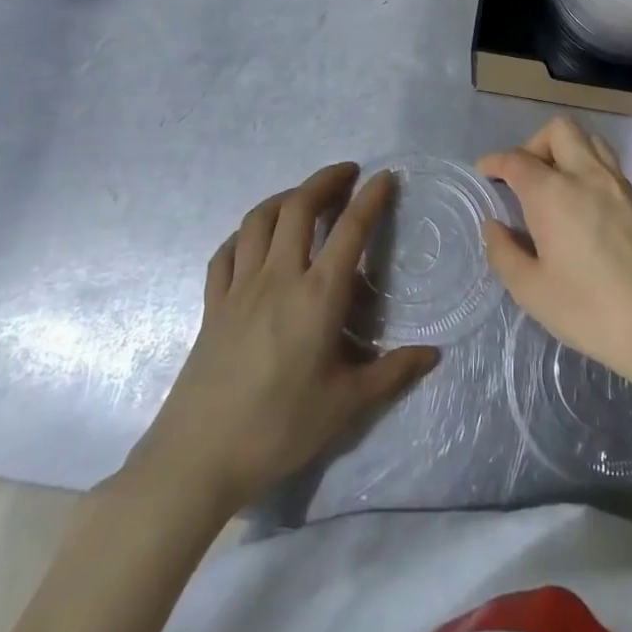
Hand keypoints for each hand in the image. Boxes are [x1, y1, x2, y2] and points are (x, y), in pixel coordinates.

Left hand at [118, 163, 437, 528]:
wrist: (197, 459)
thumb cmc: (279, 428)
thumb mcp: (346, 405)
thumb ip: (392, 373)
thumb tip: (433, 354)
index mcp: (318, 296)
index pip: (350, 230)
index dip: (371, 198)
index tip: (385, 177)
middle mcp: (279, 278)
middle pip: (299, 207)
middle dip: (325, 181)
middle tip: (347, 173)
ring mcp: (239, 288)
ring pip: (259, 220)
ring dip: (286, 197)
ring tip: (305, 197)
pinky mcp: (212, 305)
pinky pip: (227, 251)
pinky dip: (246, 233)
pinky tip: (256, 239)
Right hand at [478, 117, 631, 398]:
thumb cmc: (589, 310)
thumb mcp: (532, 291)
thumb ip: (504, 252)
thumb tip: (495, 226)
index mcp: (553, 193)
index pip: (517, 159)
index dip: (495, 161)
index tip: (485, 172)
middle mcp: (587, 175)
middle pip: (559, 130)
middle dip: (534, 144)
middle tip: (524, 177)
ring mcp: (620, 184)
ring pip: (590, 140)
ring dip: (566, 151)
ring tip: (555, 185)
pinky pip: (609, 166)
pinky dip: (589, 171)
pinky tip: (585, 208)